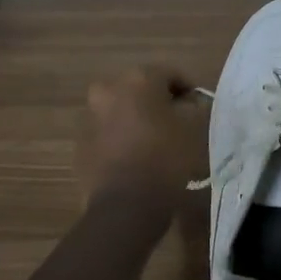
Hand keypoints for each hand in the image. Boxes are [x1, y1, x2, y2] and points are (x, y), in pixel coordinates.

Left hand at [77, 66, 206, 209]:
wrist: (125, 205)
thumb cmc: (165, 157)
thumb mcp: (193, 127)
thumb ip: (195, 106)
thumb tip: (191, 102)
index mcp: (138, 78)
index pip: (171, 74)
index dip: (189, 90)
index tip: (198, 109)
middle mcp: (109, 88)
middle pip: (142, 88)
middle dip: (160, 101)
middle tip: (177, 123)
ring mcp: (91, 115)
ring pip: (123, 109)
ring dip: (138, 118)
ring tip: (156, 142)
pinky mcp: (82, 142)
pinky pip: (109, 131)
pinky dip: (123, 137)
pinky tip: (137, 157)